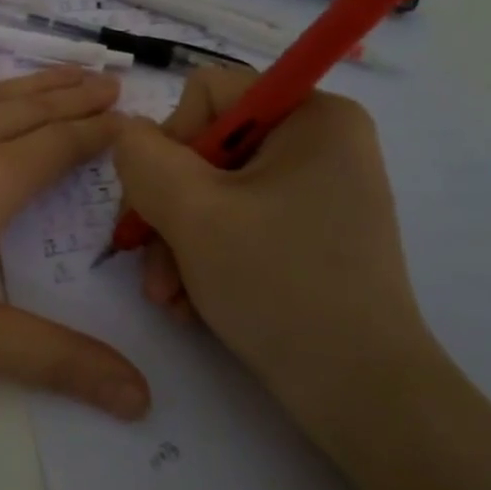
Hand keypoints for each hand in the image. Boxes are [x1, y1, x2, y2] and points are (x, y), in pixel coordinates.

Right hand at [110, 70, 436, 444]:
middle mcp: (321, 143)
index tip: (161, 201)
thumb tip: (128, 134)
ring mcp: (318, 192)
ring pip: (215, 193)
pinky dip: (207, 258)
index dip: (171, 142)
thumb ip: (142, 156)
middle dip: (168, 209)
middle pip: (206, 149)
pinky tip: (193, 303)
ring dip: (178, 242)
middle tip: (148, 264)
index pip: (208, 94)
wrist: (361, 395)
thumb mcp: (192, 212)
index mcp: (313, 116)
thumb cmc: (279, 285)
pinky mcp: (311, 234)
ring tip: (168, 295)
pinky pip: (239, 223)